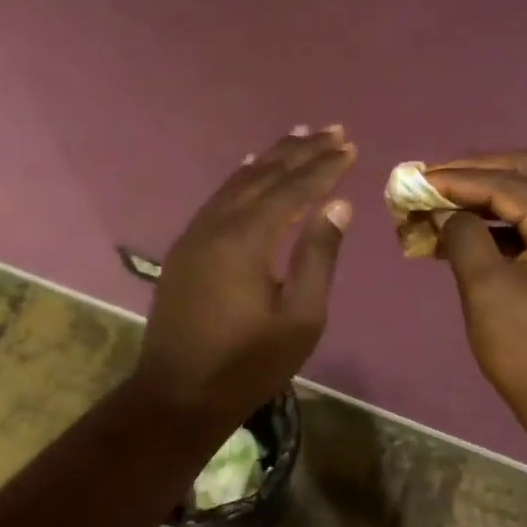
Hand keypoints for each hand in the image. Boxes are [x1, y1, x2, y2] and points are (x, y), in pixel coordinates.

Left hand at [135, 126, 355, 424]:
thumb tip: (338, 206)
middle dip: (301, 152)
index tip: (349, 146)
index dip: (323, 167)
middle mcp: (217, 225)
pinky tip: (250, 165)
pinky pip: (219, 198)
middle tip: (332, 129)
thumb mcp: (300, 319)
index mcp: (246, 241)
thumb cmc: (248, 364)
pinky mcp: (186, 248)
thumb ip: (319, 257)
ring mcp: (195, 234)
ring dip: (271, 157)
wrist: (177, 396)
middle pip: (264, 176)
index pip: (293, 190)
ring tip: (298, 134)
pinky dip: (241, 177)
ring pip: (238, 182)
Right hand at [421, 151, 526, 447]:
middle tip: (432, 181)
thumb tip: (446, 212)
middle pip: (526, 175)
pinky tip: (460, 237)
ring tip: (438, 207)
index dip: (457, 179)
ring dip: (483, 200)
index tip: (414, 181)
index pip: (508, 183)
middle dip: (475, 173)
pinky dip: (496, 228)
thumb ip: (463, 237)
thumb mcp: (487, 290)